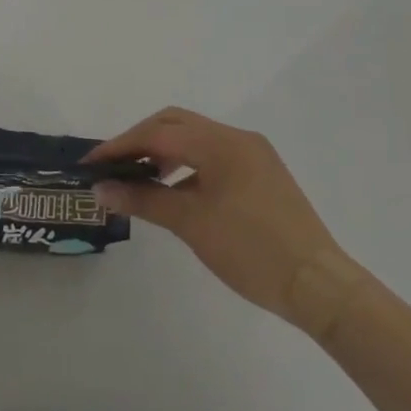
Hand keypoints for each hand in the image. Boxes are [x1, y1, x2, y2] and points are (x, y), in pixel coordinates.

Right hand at [86, 108, 369, 341]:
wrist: (319, 286)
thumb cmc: (251, 250)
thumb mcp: (191, 223)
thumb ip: (143, 198)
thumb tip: (100, 189)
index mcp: (221, 142)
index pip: (158, 132)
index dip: (121, 145)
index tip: (91, 163)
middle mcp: (237, 138)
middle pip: (175, 123)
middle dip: (139, 140)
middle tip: (113, 165)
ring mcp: (253, 155)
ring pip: (194, 137)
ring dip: (162, 150)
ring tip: (139, 177)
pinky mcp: (261, 173)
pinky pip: (212, 155)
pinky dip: (186, 164)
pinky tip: (174, 188)